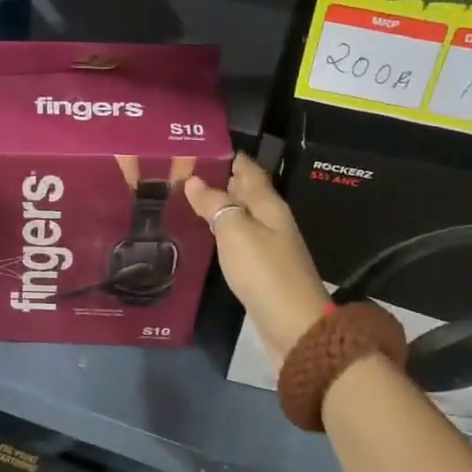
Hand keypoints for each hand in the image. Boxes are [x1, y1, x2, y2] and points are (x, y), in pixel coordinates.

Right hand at [184, 154, 341, 366]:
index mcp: (268, 204)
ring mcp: (267, 245)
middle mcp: (271, 220)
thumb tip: (194, 181)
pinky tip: (201, 234)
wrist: (293, 325)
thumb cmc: (264, 272)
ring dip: (216, 206)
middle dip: (216, 179)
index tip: (196, 145)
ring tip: (182, 198)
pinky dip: (219, 231)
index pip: (247, 168)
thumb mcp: (236, 231)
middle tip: (178, 172)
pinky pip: (237, 239)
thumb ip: (215, 204)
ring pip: (239, 215)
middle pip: (243, 191)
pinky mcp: (260, 269)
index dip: (226, 155)